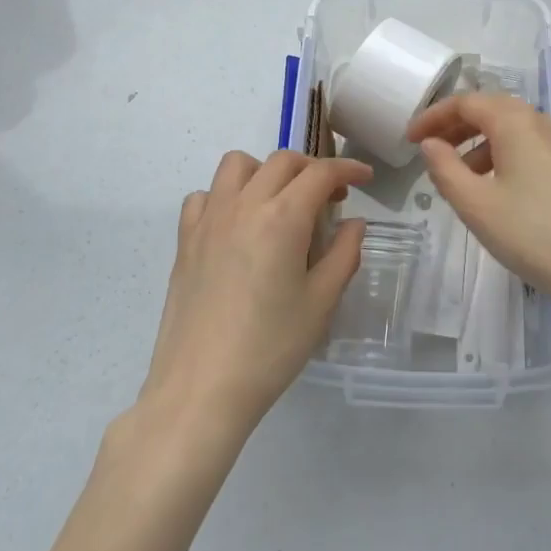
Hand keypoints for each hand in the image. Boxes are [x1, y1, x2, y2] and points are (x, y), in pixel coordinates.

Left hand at [143, 150, 370, 437]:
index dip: (348, 169)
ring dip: (266, 171)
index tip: (365, 177)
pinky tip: (238, 223)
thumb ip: (344, 254)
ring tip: (280, 202)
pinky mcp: (185, 239)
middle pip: (282, 161)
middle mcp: (244, 205)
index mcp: (282, 218)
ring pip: (238, 164)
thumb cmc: (270, 348)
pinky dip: (226, 195)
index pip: (320, 173)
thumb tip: (354, 224)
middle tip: (330, 198)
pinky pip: (205, 195)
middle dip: (312, 169)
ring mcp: (209, 219)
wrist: (200, 389)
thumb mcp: (321, 303)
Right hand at [408, 93, 550, 321]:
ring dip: (480, 144)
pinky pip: (532, 146)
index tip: (410, 139)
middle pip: (492, 110)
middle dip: (456, 127)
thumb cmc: (532, 234)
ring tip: (460, 178)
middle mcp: (544, 121)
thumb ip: (445, 168)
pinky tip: (497, 188)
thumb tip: (431, 144)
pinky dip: (506, 155)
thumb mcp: (476, 205)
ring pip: (513, 129)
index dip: (433, 117)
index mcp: (517, 121)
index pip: (466, 102)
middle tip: (429, 152)